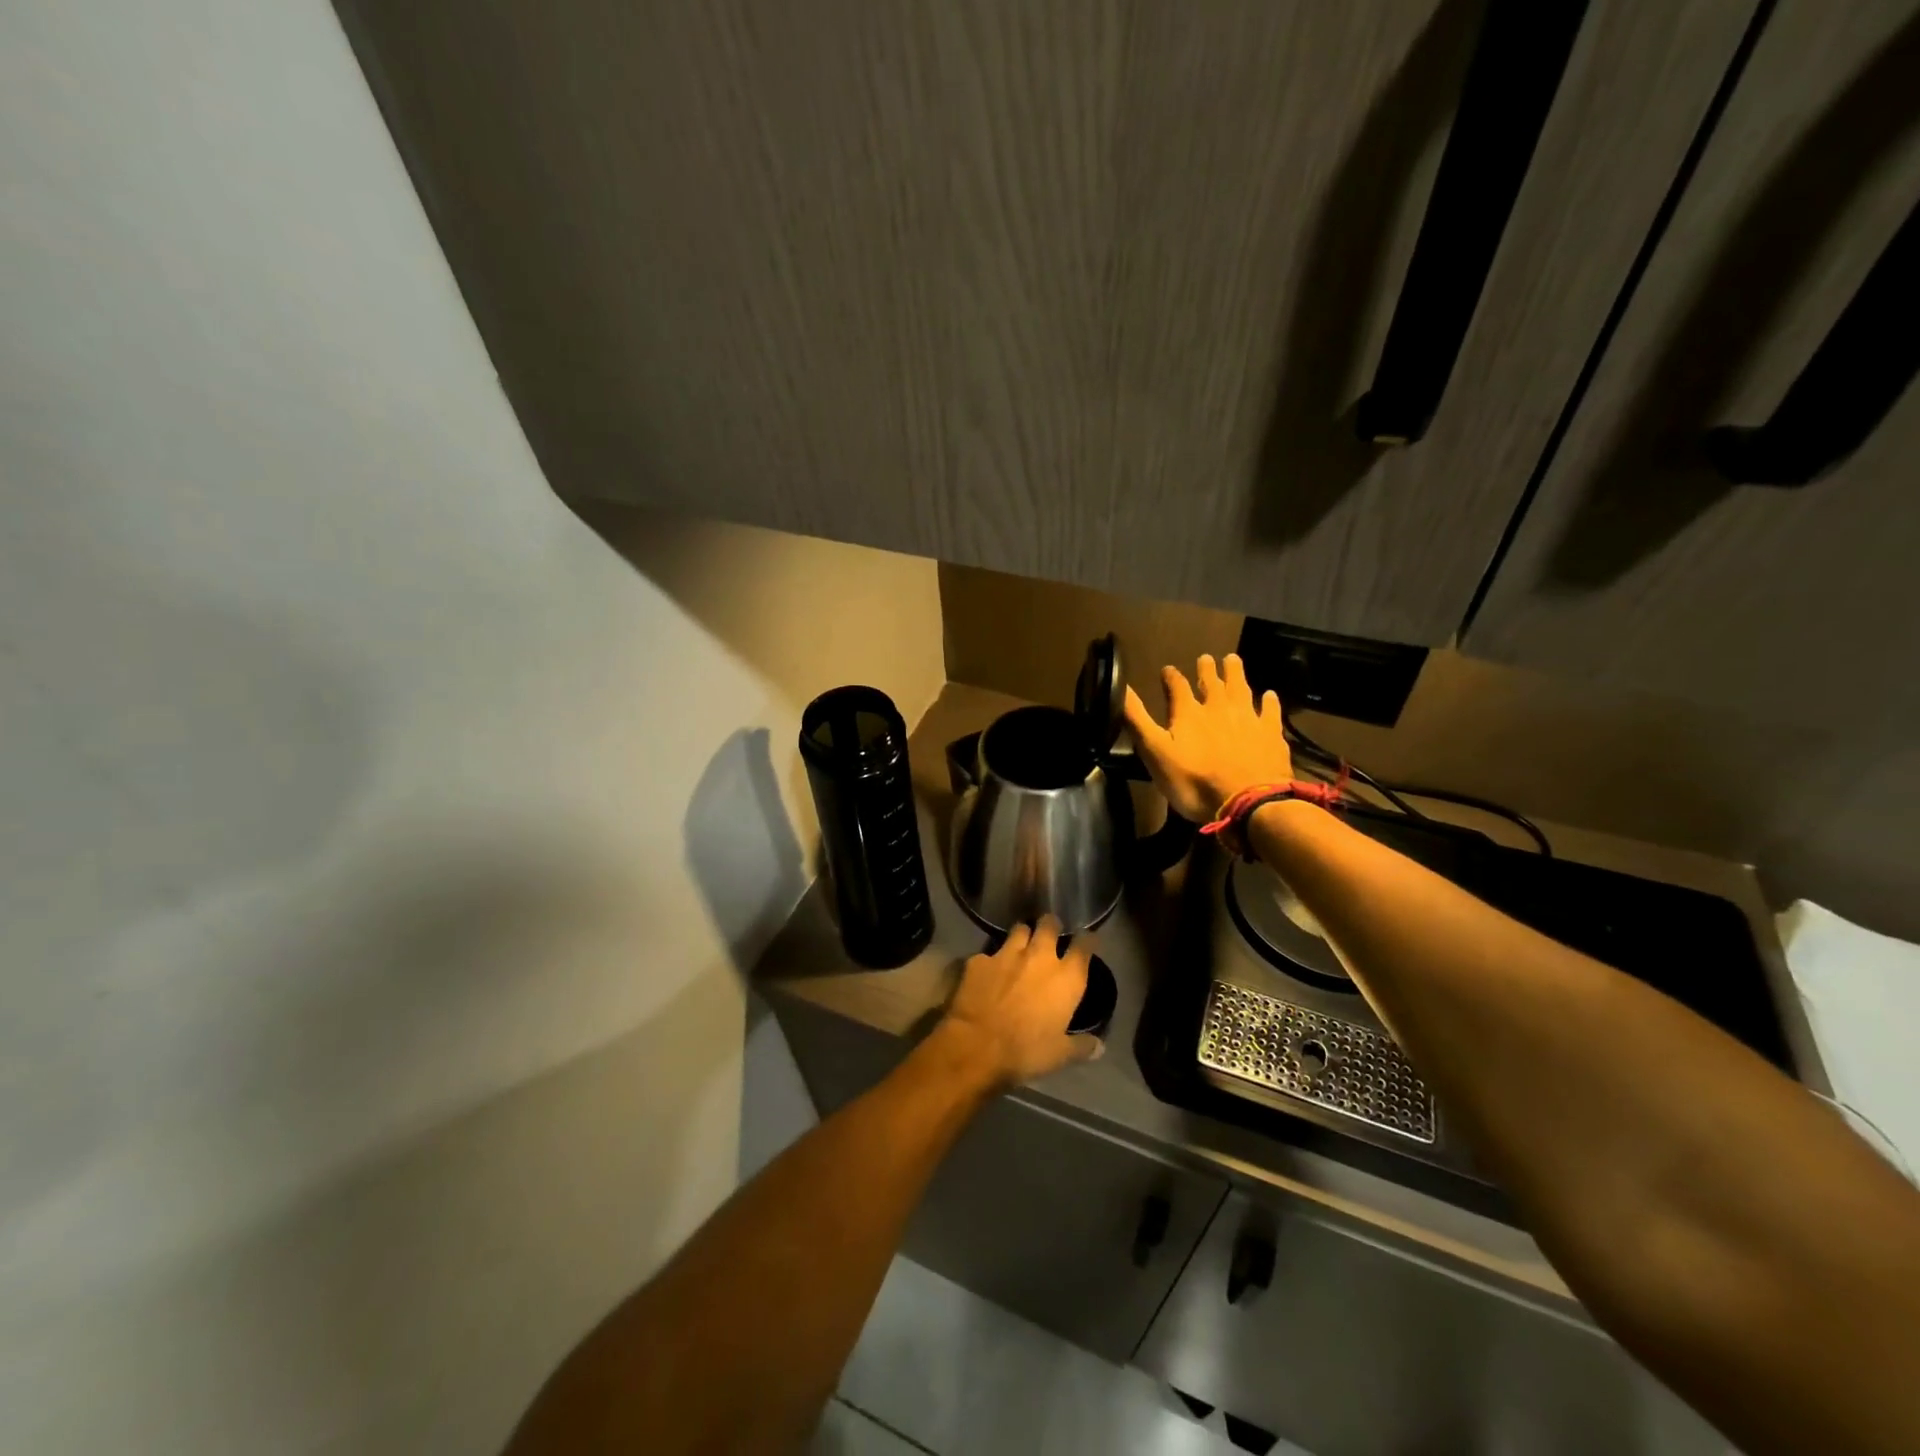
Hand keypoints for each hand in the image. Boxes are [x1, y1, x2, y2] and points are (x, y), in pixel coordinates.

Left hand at [938, 916, 1102, 1089]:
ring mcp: (1007, 953)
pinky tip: (988, 971)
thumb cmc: (1026, 1051)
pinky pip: (988, 953)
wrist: (977, 1045)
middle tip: (1050, 933)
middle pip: (1049, 924)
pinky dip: (991, 961)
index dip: (1087, 940)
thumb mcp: (1060, 1055)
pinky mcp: (979, 959)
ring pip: (1019, 929)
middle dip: (1051, 925)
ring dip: (1022, 935)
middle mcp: (1039, 957)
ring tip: (1021, 944)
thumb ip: (1082, 1046)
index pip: (1084, 945)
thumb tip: (1100, 1047)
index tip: (1086, 940)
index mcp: (1066, 978)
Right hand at [1123, 653, 1291, 822]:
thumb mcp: (1155, 752)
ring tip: (1232, 659)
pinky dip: (1269, 701)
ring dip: (1235, 673)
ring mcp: (1248, 718)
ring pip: (1241, 688)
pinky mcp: (1270, 734)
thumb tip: (1121, 686)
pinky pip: (1270, 711)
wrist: (1248, 802)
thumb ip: (1138, 719)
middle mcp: (1218, 707)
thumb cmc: (1194, 781)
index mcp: (1188, 713)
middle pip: (1212, 682)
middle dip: (1206, 669)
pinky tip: (1270, 694)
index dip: (1171, 677)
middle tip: (1205, 657)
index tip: (1167, 670)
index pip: (1177, 686)